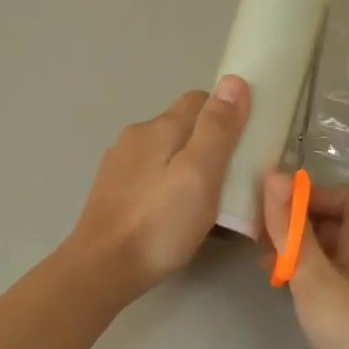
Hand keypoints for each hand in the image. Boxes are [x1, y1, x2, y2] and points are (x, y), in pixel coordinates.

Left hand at [68, 77, 250, 296]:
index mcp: (160, 127)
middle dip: (209, 143)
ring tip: (205, 201)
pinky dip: (167, 185)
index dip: (227, 115)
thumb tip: (233, 81)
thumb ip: (217, 128)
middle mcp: (136, 136)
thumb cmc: (160, 223)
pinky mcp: (111, 191)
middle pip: (182, 126)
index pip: (201, 100)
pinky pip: (149, 175)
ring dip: (187, 166)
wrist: (102, 268)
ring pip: (165, 152)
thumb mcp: (200, 174)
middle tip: (232, 180)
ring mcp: (119, 164)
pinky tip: (173, 213)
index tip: (245, 144)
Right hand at [261, 173, 348, 348]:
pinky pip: (321, 280)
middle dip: (298, 220)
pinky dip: (298, 275)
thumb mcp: (315, 277)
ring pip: (324, 253)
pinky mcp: (346, 316)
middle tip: (259, 231)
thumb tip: (274, 175)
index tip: (281, 207)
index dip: (318, 194)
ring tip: (260, 257)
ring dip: (294, 248)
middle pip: (335, 223)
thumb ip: (292, 229)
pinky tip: (275, 284)